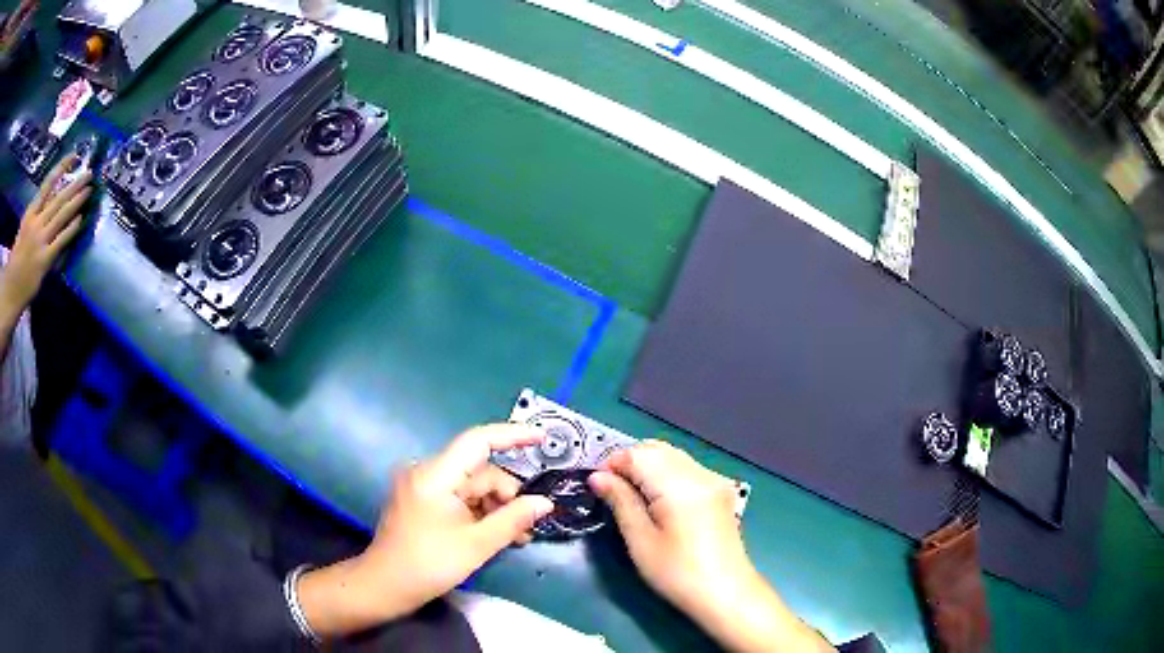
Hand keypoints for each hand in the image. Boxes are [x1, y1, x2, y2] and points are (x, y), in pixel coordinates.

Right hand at [0, 155, 90, 321]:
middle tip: (90, 173)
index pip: (47, 183)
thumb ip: (38, 213)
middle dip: (75, 184)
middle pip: (58, 197)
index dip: (62, 167)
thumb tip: (54, 198)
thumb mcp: (25, 227)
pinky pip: (61, 240)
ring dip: (77, 201)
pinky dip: (71, 228)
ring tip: (89, 191)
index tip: (74, 155)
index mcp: (30, 212)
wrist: (11, 288)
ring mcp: (40, 241)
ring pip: (62, 215)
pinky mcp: (44, 260)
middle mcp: (36, 223)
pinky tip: (81, 219)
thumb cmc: (17, 257)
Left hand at [297, 424, 553, 637]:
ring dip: (496, 508)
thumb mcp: (477, 544)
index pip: (478, 441)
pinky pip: (459, 498)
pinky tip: (495, 534)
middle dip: (507, 495)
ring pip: (472, 486)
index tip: (543, 438)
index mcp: (435, 475)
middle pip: (479, 471)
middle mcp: (427, 472)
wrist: (385, 586)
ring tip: (515, 538)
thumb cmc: (429, 564)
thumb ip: (513, 519)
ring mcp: (423, 487)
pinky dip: (479, 512)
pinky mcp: (422, 501)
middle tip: (527, 527)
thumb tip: (544, 503)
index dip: (513, 435)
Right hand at [590, 441, 832, 651]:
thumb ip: (620, 502)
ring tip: (630, 495)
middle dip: (629, 461)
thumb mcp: (641, 541)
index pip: (638, 454)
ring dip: (647, 465)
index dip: (612, 463)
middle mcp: (700, 473)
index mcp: (680, 485)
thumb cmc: (677, 572)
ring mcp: (714, 480)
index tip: (595, 484)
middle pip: (657, 449)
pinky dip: (666, 472)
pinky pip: (687, 467)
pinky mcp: (720, 490)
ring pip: (673, 455)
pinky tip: (657, 498)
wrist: (725, 592)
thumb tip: (598, 477)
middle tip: (610, 489)